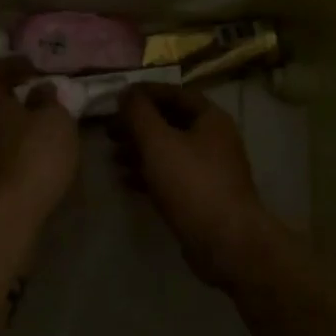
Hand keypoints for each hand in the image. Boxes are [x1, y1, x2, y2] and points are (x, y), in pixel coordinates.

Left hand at [0, 59, 78, 226]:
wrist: (15, 209)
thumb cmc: (35, 153)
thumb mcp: (55, 118)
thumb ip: (49, 99)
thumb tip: (41, 88)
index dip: (6, 65)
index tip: (31, 67)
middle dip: (13, 90)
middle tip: (40, 89)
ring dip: (20, 115)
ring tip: (47, 116)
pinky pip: (7, 142)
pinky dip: (22, 136)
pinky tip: (44, 143)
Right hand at [117, 85, 277, 288]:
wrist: (226, 242)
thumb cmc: (192, 183)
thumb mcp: (158, 142)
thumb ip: (139, 113)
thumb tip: (126, 92)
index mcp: (210, 119)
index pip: (175, 93)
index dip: (145, 92)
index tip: (117, 97)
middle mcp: (213, 139)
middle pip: (170, 122)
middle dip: (138, 125)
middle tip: (109, 131)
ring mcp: (209, 169)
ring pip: (168, 150)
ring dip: (139, 150)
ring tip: (112, 156)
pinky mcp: (202, 196)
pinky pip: (171, 176)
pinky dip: (148, 174)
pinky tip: (125, 180)